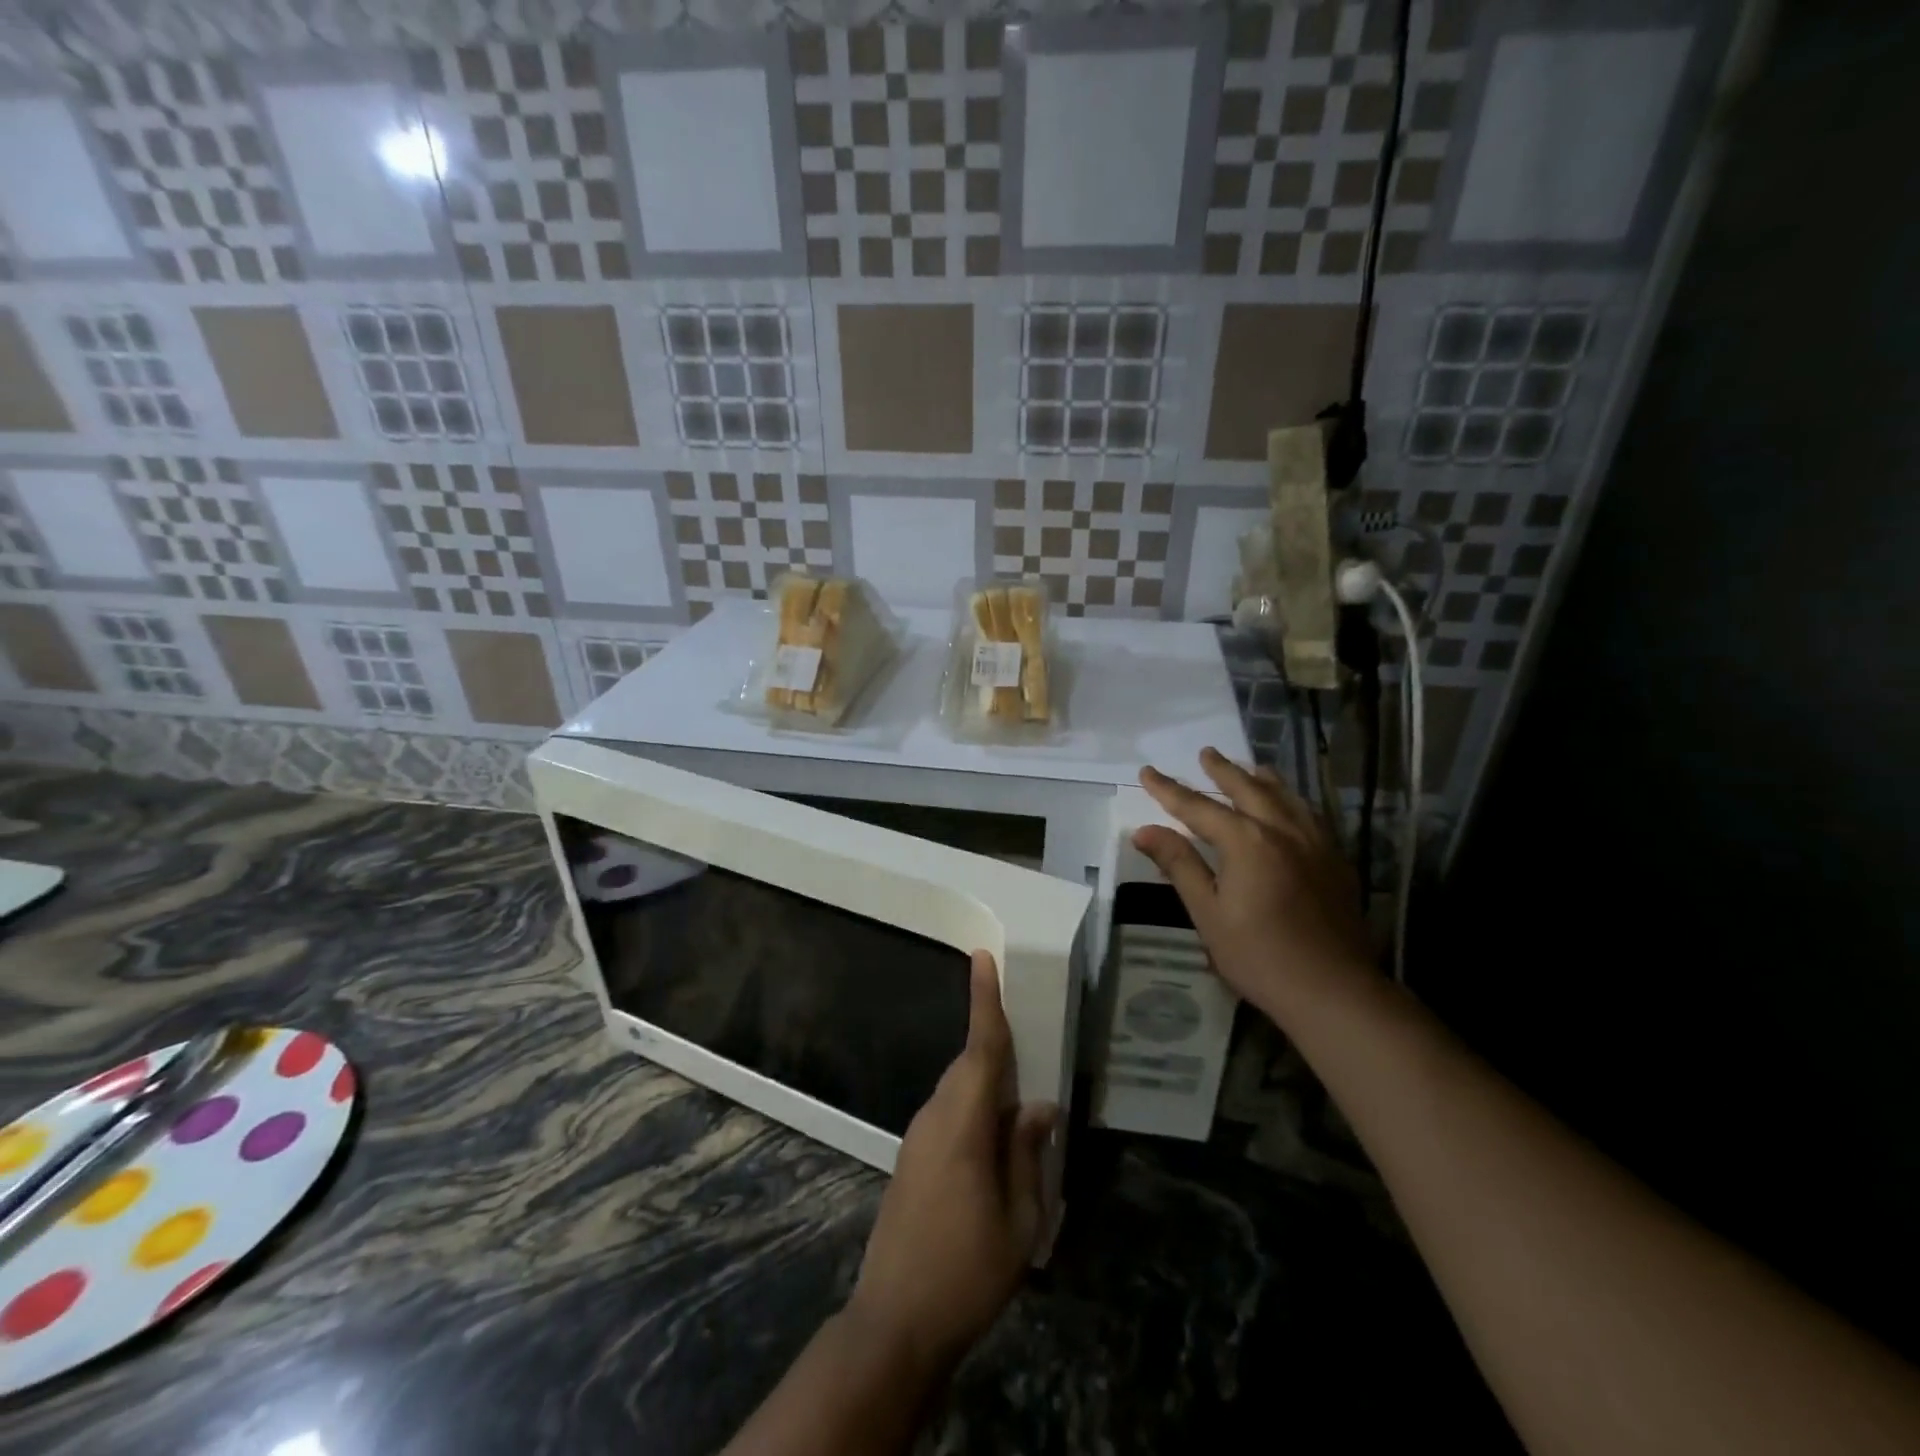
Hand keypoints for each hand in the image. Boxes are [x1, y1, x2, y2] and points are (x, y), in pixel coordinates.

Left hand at [847, 950, 1056, 1374]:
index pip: (979, 1048)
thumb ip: (1027, 1155)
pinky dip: (974, 1111)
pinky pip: (948, 1115)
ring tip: (1021, 1106)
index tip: (981, 958)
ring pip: (958, 1090)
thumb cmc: (966, 1272)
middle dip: (995, 1046)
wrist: (894, 1323)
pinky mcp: (911, 1160)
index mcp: (962, 1124)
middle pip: (968, 1066)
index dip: (983, 1000)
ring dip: (987, 1085)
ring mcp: (917, 1139)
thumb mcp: (1019, 1221)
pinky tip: (995, 1145)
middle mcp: (935, 1118)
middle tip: (1028, 1043)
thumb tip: (1039, 1107)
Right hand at [1134, 747, 1376, 1018]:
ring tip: (1249, 767)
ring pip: (1285, 797)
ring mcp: (1314, 843)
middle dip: (1222, 770)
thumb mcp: (1208, 912)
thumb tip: (1144, 831)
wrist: (1333, 990)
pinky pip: (1310, 815)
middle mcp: (1282, 830)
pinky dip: (1291, 800)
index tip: (1147, 772)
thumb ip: (1179, 865)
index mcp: (1246, 841)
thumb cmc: (1259, 955)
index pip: (1198, 807)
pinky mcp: (1335, 860)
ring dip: (1261, 778)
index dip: (1169, 790)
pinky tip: (1290, 806)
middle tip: (1205, 753)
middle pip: (1247, 789)